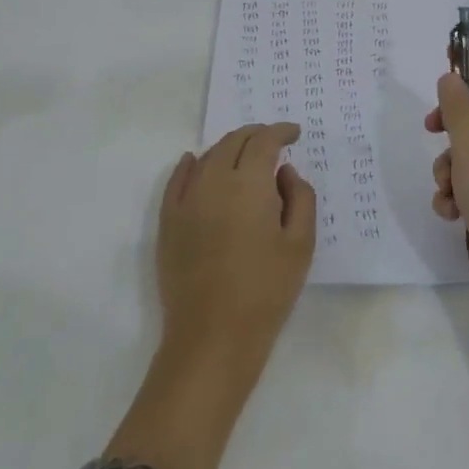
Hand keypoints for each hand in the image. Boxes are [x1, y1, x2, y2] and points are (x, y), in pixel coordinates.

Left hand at [158, 122, 315, 367]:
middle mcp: (213, 180)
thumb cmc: (266, 290)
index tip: (295, 134)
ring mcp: (186, 200)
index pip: (264, 141)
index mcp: (249, 183)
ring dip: (229, 149)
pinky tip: (195, 161)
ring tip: (245, 157)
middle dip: (256, 135)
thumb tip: (285, 172)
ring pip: (208, 157)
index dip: (281, 131)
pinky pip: (178, 180)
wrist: (212, 337)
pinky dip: (191, 164)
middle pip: (234, 142)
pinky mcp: (168, 221)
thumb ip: (300, 197)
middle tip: (273, 142)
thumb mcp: (301, 244)